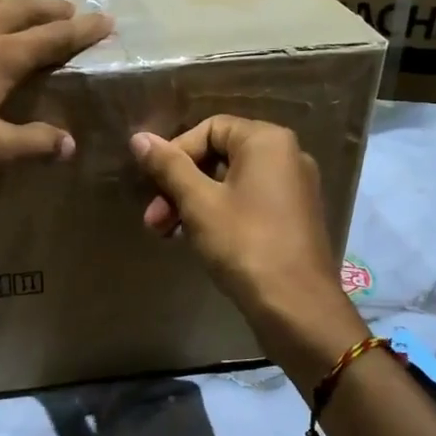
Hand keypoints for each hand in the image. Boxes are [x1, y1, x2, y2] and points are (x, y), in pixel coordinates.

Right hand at [130, 116, 363, 381]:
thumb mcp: (198, 203)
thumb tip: (139, 137)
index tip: (154, 186)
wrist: (297, 307)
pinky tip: (197, 241)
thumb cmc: (244, 244)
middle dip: (180, 184)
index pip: (209, 129)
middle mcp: (287, 156)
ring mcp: (294, 188)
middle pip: (219, 155)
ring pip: (231, 182)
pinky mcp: (294, 217)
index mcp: (267, 141)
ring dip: (193, 203)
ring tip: (168, 234)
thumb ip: (168, 166)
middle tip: (154, 219)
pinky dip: (219, 214)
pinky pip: (248, 202)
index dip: (176, 153)